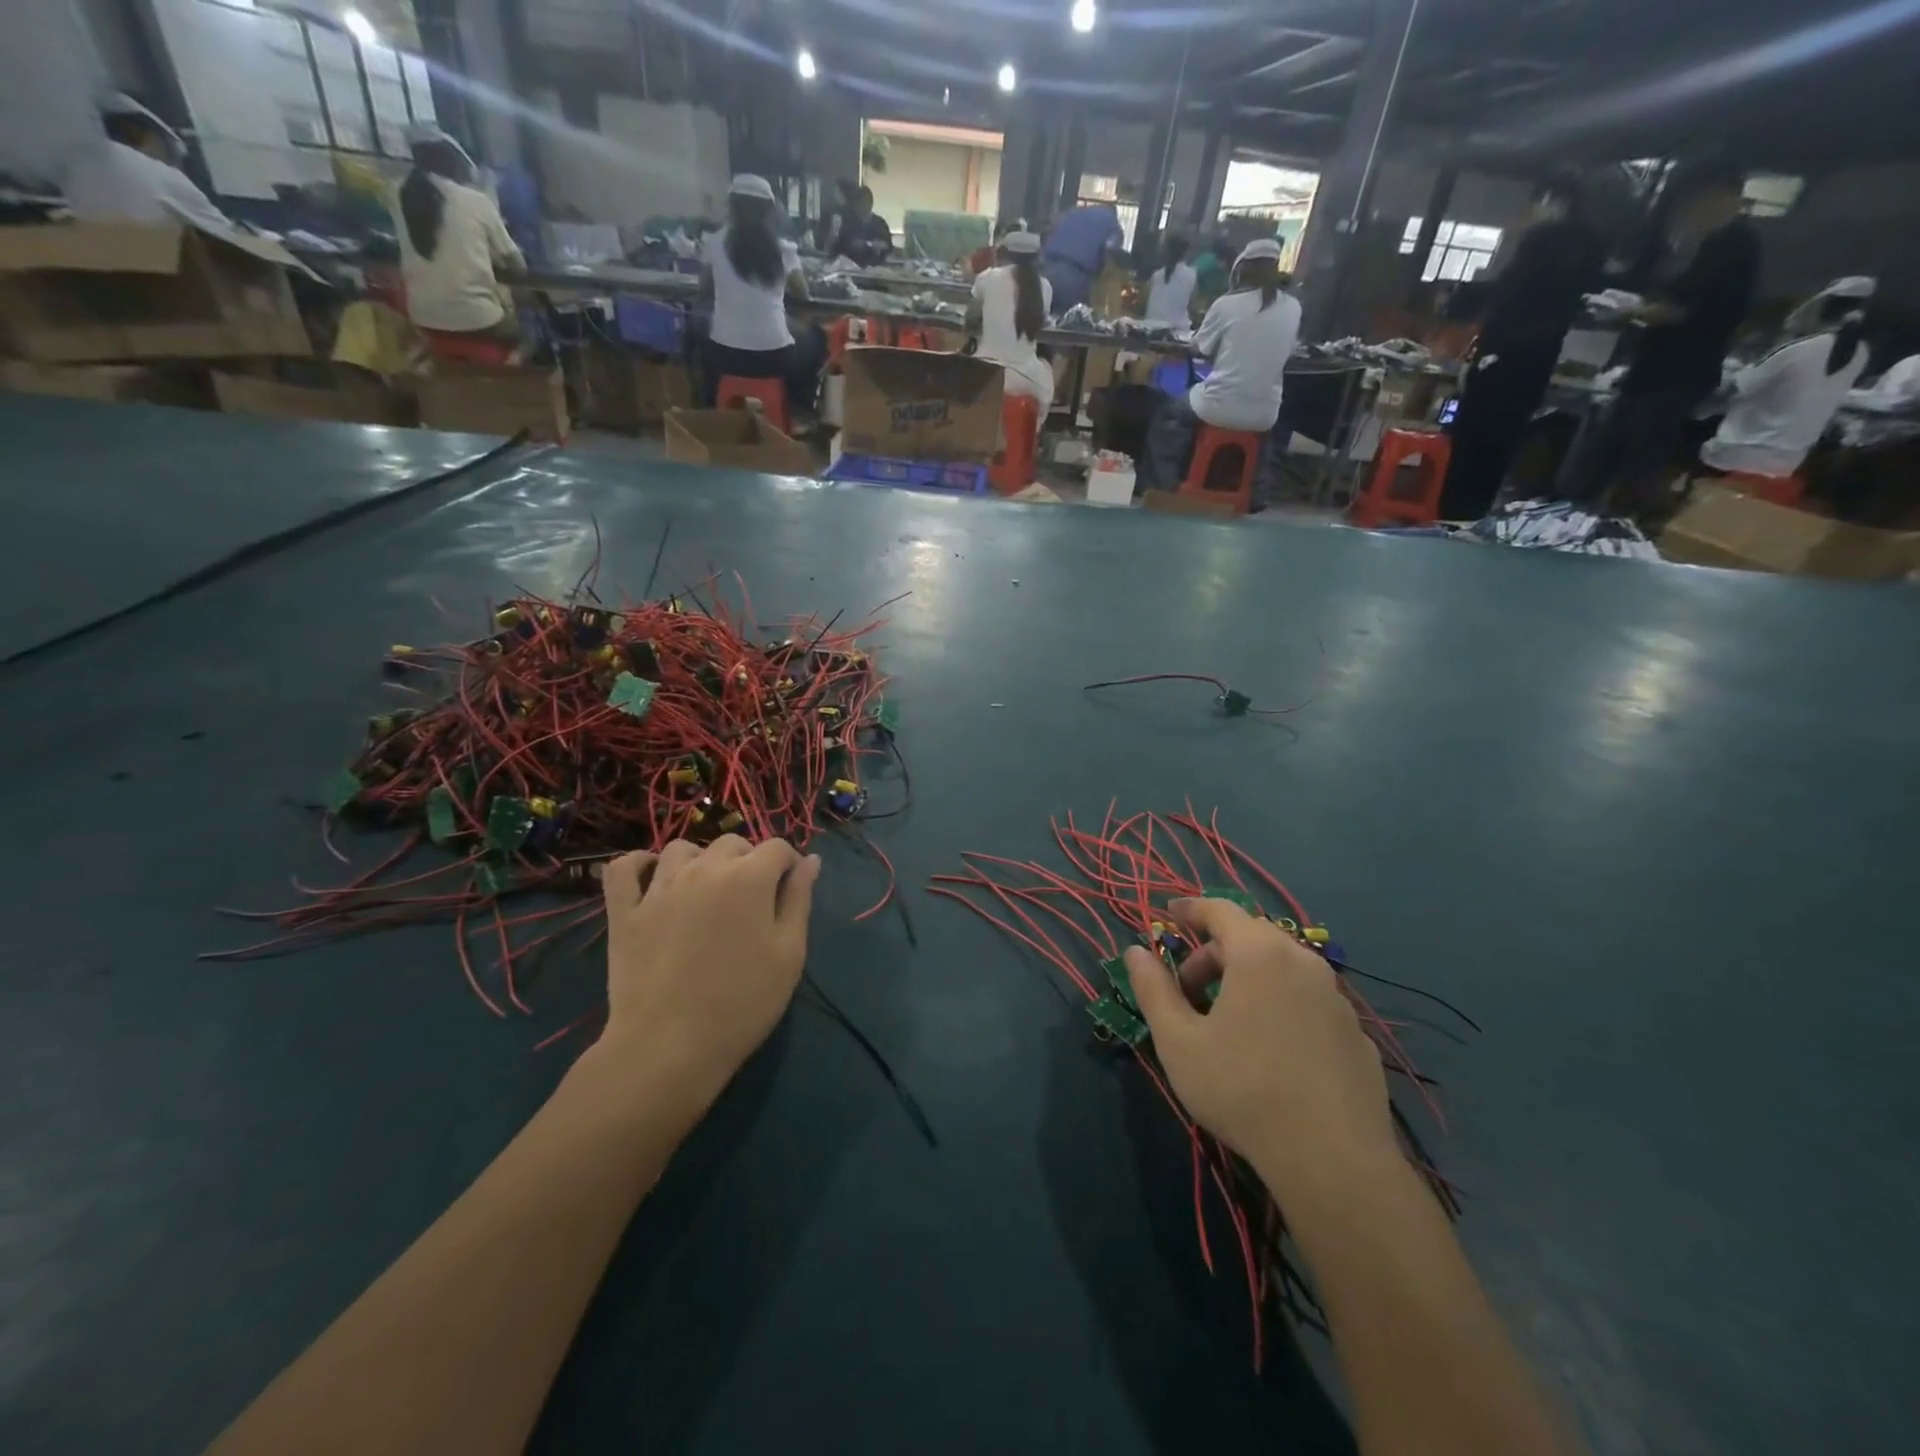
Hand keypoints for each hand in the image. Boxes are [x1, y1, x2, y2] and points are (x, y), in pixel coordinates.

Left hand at [596, 836, 820, 1107]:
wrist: (669, 1047)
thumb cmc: (742, 1002)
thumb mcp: (789, 954)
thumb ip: (799, 900)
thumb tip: (810, 860)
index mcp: (749, 877)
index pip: (777, 847)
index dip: (789, 864)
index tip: (790, 890)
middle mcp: (704, 869)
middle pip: (732, 844)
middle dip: (748, 861)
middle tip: (751, 901)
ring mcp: (659, 888)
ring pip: (682, 849)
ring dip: (700, 860)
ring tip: (706, 892)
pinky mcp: (624, 911)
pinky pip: (624, 868)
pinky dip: (638, 864)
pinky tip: (652, 878)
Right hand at [1125, 898, 1398, 1192]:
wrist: (1333, 1162)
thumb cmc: (1242, 1090)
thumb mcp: (1178, 1041)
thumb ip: (1153, 989)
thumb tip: (1134, 952)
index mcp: (1260, 954)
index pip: (1221, 910)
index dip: (1190, 909)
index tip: (1169, 916)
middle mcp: (1304, 963)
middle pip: (1252, 937)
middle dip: (1214, 953)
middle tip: (1188, 989)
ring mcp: (1337, 999)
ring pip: (1283, 969)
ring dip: (1248, 979)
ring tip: (1226, 1021)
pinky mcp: (1357, 1035)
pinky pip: (1308, 1002)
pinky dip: (1281, 1006)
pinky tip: (1271, 1051)